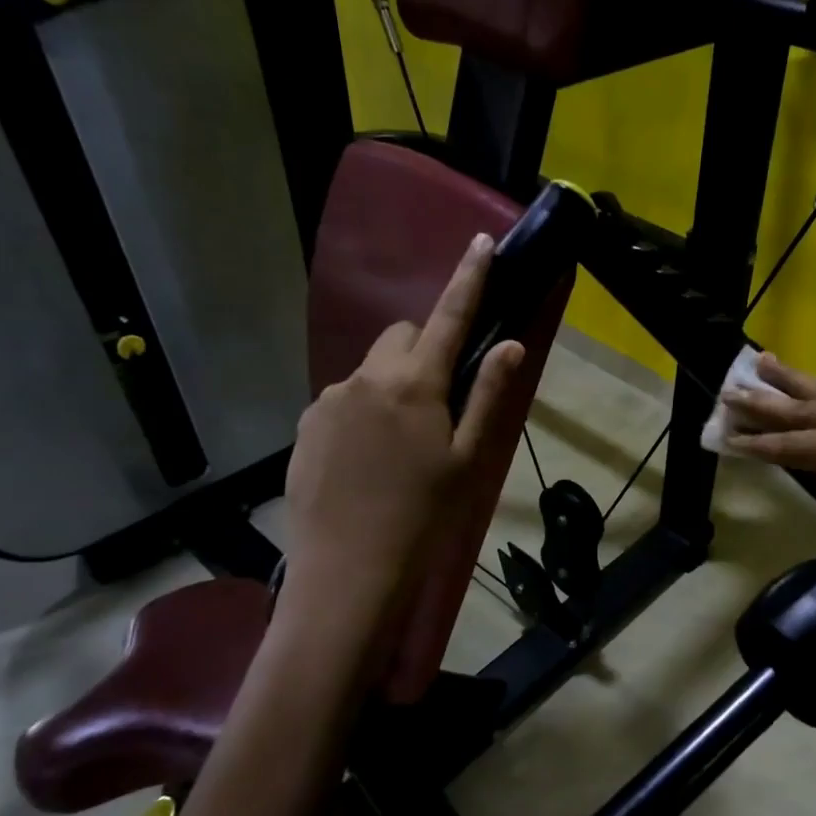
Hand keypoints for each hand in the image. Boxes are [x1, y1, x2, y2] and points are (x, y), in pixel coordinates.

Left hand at [282, 232, 522, 608]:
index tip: (481, 242)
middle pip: (400, 339)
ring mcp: (327, 402)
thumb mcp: (468, 460)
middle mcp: (364, 379)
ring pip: (370, 372)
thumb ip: (488, 397)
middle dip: (422, 351)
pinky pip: (343, 401)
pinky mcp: (304, 427)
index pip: (447, 318)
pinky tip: (368, 462)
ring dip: (392, 387)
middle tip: (440, 401)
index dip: (468, 279)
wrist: (348, 572)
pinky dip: (363, 412)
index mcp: (413, 385)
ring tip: (401, 447)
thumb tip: (511, 345)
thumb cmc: (422, 517)